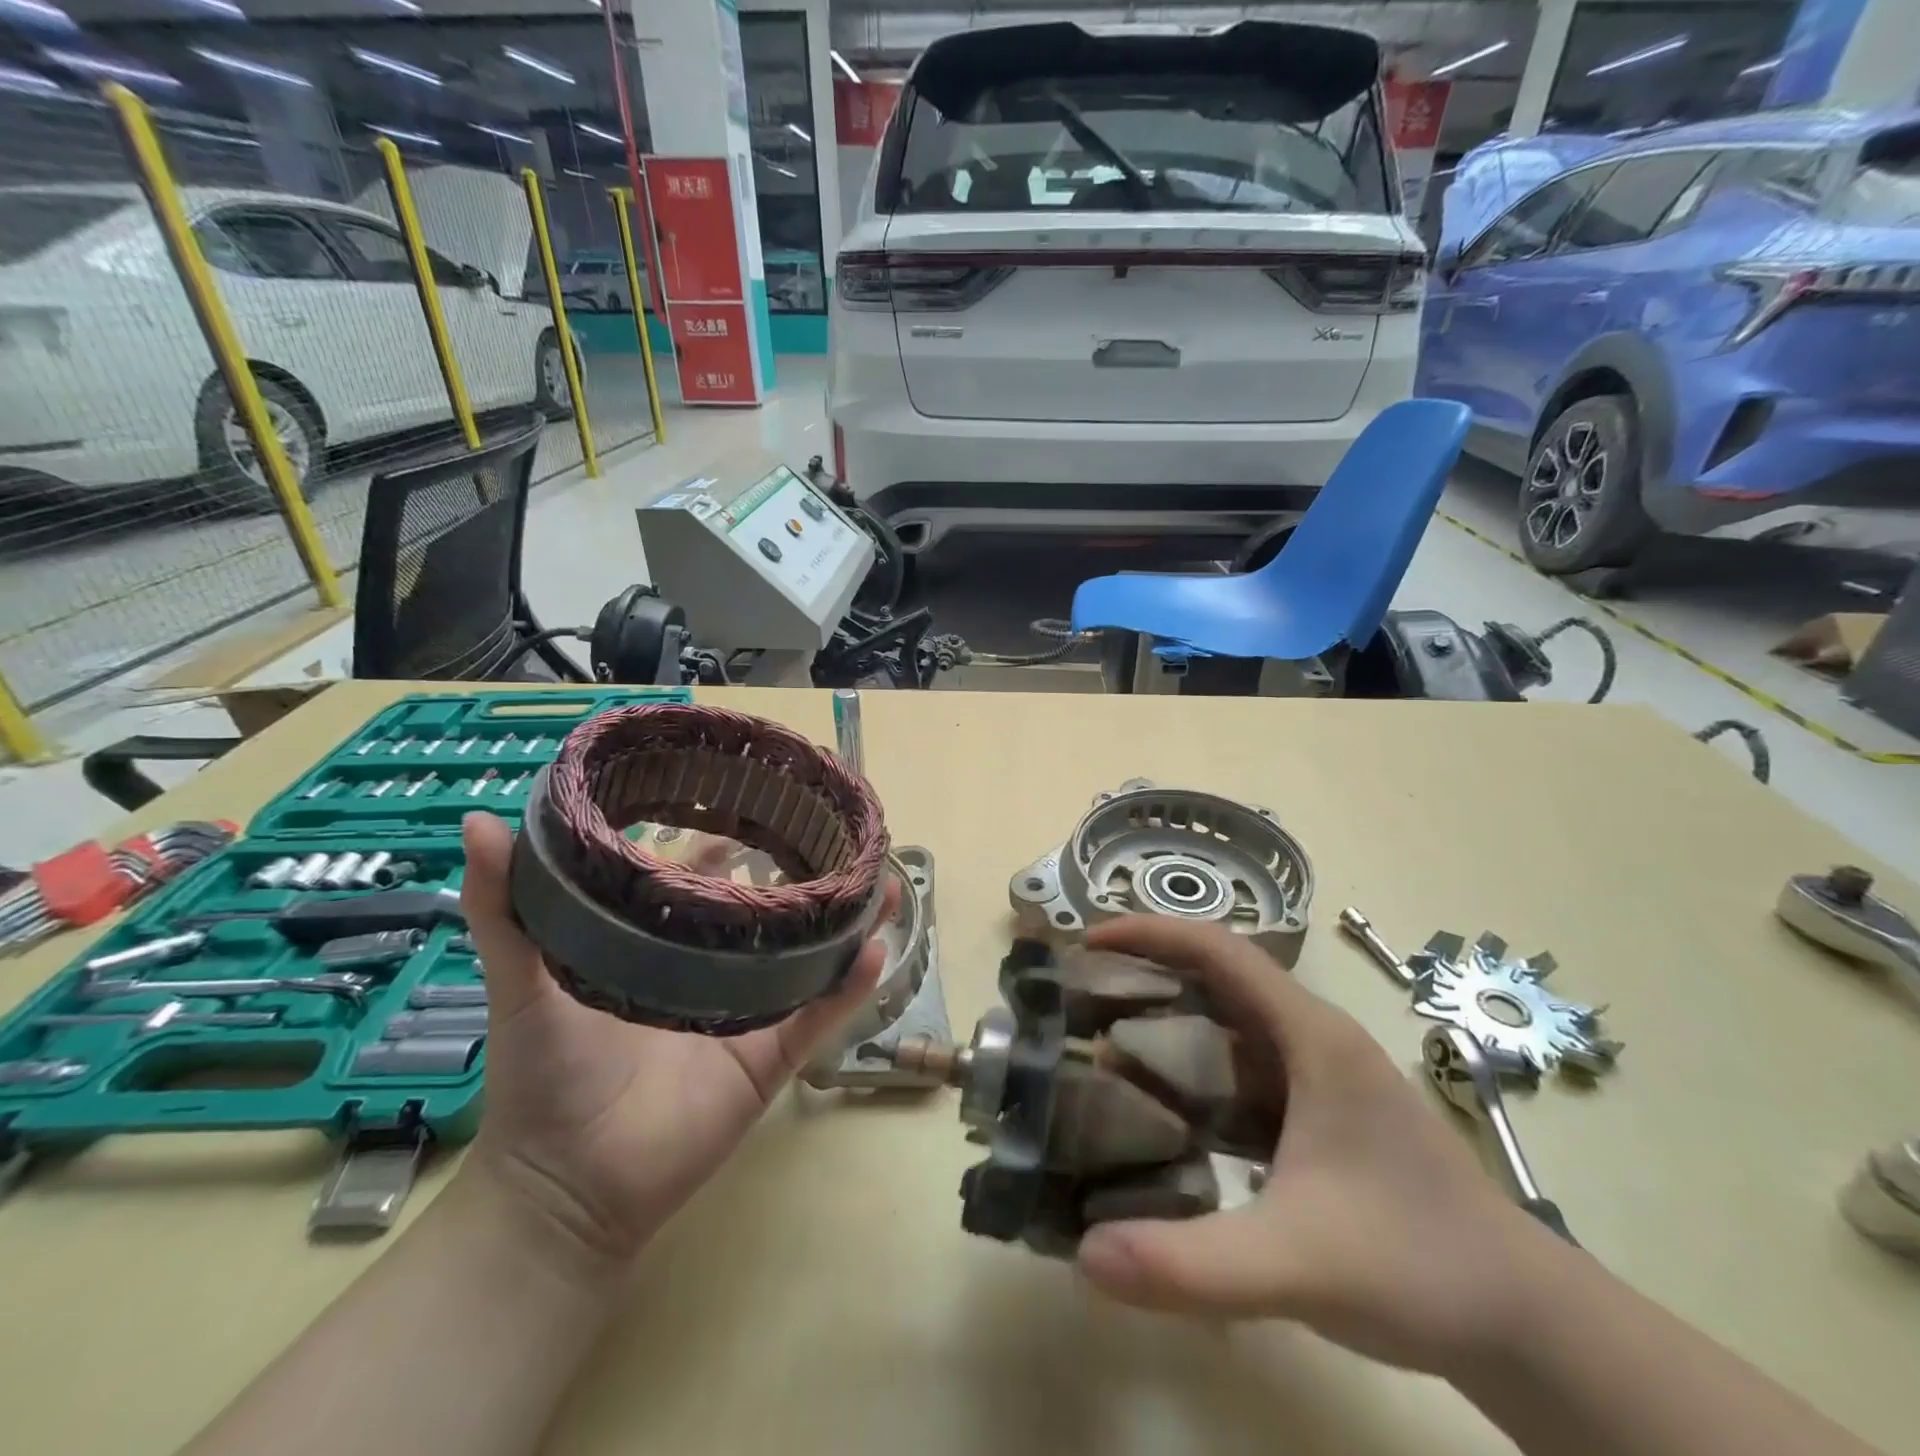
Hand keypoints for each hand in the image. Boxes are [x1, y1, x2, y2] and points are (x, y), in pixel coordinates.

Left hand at [456, 812, 886, 1266]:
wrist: (567, 1188)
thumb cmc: (545, 1077)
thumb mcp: (522, 983)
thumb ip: (504, 908)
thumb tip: (479, 822)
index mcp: (659, 946)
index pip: (699, 879)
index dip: (723, 839)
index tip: (751, 799)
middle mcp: (711, 971)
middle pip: (766, 912)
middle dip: (803, 872)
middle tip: (834, 830)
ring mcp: (749, 1012)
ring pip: (809, 957)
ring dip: (847, 921)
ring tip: (884, 882)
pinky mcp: (771, 1057)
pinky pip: (821, 1015)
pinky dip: (851, 985)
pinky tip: (877, 948)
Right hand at [1074, 915, 1562, 1376]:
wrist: (1527, 1326)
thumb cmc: (1419, 1266)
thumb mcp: (1297, 1262)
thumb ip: (1192, 1263)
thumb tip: (1085, 1254)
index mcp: (1311, 1037)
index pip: (1221, 952)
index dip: (1152, 933)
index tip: (1090, 941)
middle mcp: (1313, 1040)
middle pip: (1217, 979)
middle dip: (1148, 975)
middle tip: (1081, 995)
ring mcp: (1319, 1079)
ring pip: (1229, 1027)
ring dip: (1169, 1027)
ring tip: (1102, 1045)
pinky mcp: (1320, 1116)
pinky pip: (1242, 1074)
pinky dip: (1194, 1075)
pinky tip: (1162, 1111)